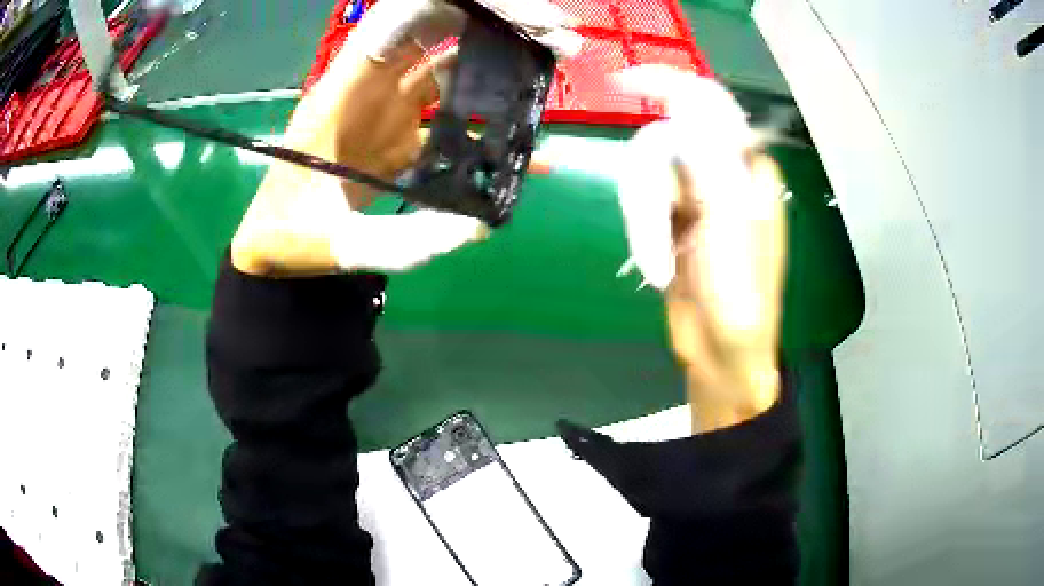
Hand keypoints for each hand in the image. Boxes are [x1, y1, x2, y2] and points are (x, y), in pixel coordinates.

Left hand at [232, 0, 580, 276]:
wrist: (276, 243)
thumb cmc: (291, 236)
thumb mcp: (339, 243)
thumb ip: (404, 240)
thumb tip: (482, 223)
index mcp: (343, 94)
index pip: (397, 21)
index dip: (452, 5)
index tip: (515, 16)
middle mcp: (369, 87)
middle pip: (435, 28)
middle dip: (494, 21)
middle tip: (554, 36)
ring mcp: (386, 107)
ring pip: (449, 63)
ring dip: (499, 61)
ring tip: (550, 70)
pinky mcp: (398, 133)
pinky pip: (449, 114)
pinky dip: (487, 121)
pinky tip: (524, 144)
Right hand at [614, 66, 786, 431]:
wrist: (722, 353)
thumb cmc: (740, 294)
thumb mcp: (729, 223)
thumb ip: (710, 158)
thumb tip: (686, 102)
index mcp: (746, 168)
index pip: (709, 107)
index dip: (669, 85)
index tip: (625, 82)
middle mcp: (721, 175)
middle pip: (664, 144)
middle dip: (652, 190)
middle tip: (659, 228)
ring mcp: (694, 199)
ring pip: (646, 176)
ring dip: (646, 221)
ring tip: (661, 263)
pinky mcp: (671, 222)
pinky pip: (641, 204)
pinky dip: (642, 234)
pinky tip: (657, 267)